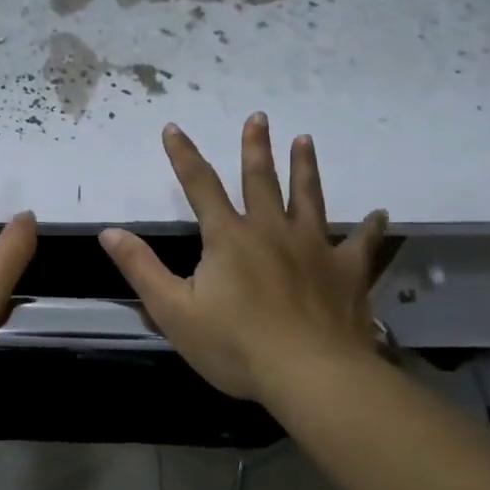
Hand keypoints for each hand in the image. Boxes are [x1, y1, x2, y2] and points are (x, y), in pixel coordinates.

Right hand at [100, 114, 387, 402]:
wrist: (308, 373)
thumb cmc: (235, 345)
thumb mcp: (173, 311)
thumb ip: (141, 269)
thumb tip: (109, 232)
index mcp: (229, 238)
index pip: (200, 186)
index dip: (183, 156)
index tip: (174, 128)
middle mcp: (271, 230)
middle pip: (261, 180)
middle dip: (256, 147)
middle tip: (259, 116)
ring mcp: (313, 247)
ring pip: (309, 197)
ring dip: (305, 167)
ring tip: (305, 140)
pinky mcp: (346, 271)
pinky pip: (361, 243)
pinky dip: (370, 228)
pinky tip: (380, 214)